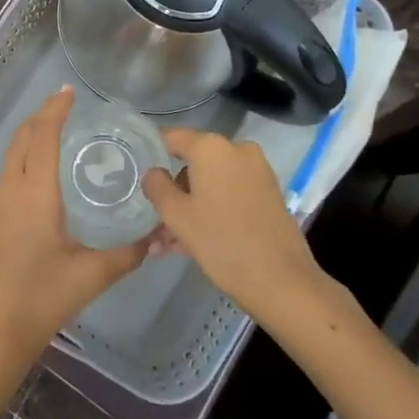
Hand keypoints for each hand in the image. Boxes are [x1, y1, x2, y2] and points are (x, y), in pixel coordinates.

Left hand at [0, 87, 150, 375]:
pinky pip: (7, 173)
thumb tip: (159, 238)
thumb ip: (128, 254)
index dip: (56, 110)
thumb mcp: (91, 276)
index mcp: (35, 193)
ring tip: (57, 132)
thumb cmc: (41, 300)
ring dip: (31, 136)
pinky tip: (41, 175)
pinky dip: (24, 158)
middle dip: (42, 116)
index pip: (44, 136)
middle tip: (66, 105)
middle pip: (22, 138)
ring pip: (11, 155)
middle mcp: (10, 189)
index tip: (69, 92)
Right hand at [142, 129, 322, 319]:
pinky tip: (196, 241)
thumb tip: (153, 172)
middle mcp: (236, 149)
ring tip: (171, 243)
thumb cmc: (221, 242)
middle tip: (155, 221)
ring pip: (211, 182)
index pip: (171, 138)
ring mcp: (257, 171)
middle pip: (192, 162)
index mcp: (211, 147)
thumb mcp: (177, 216)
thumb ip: (157, 186)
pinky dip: (212, 209)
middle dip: (173, 190)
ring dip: (191, 205)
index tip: (135, 173)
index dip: (151, 153)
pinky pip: (230, 193)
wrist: (282, 281)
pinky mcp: (269, 193)